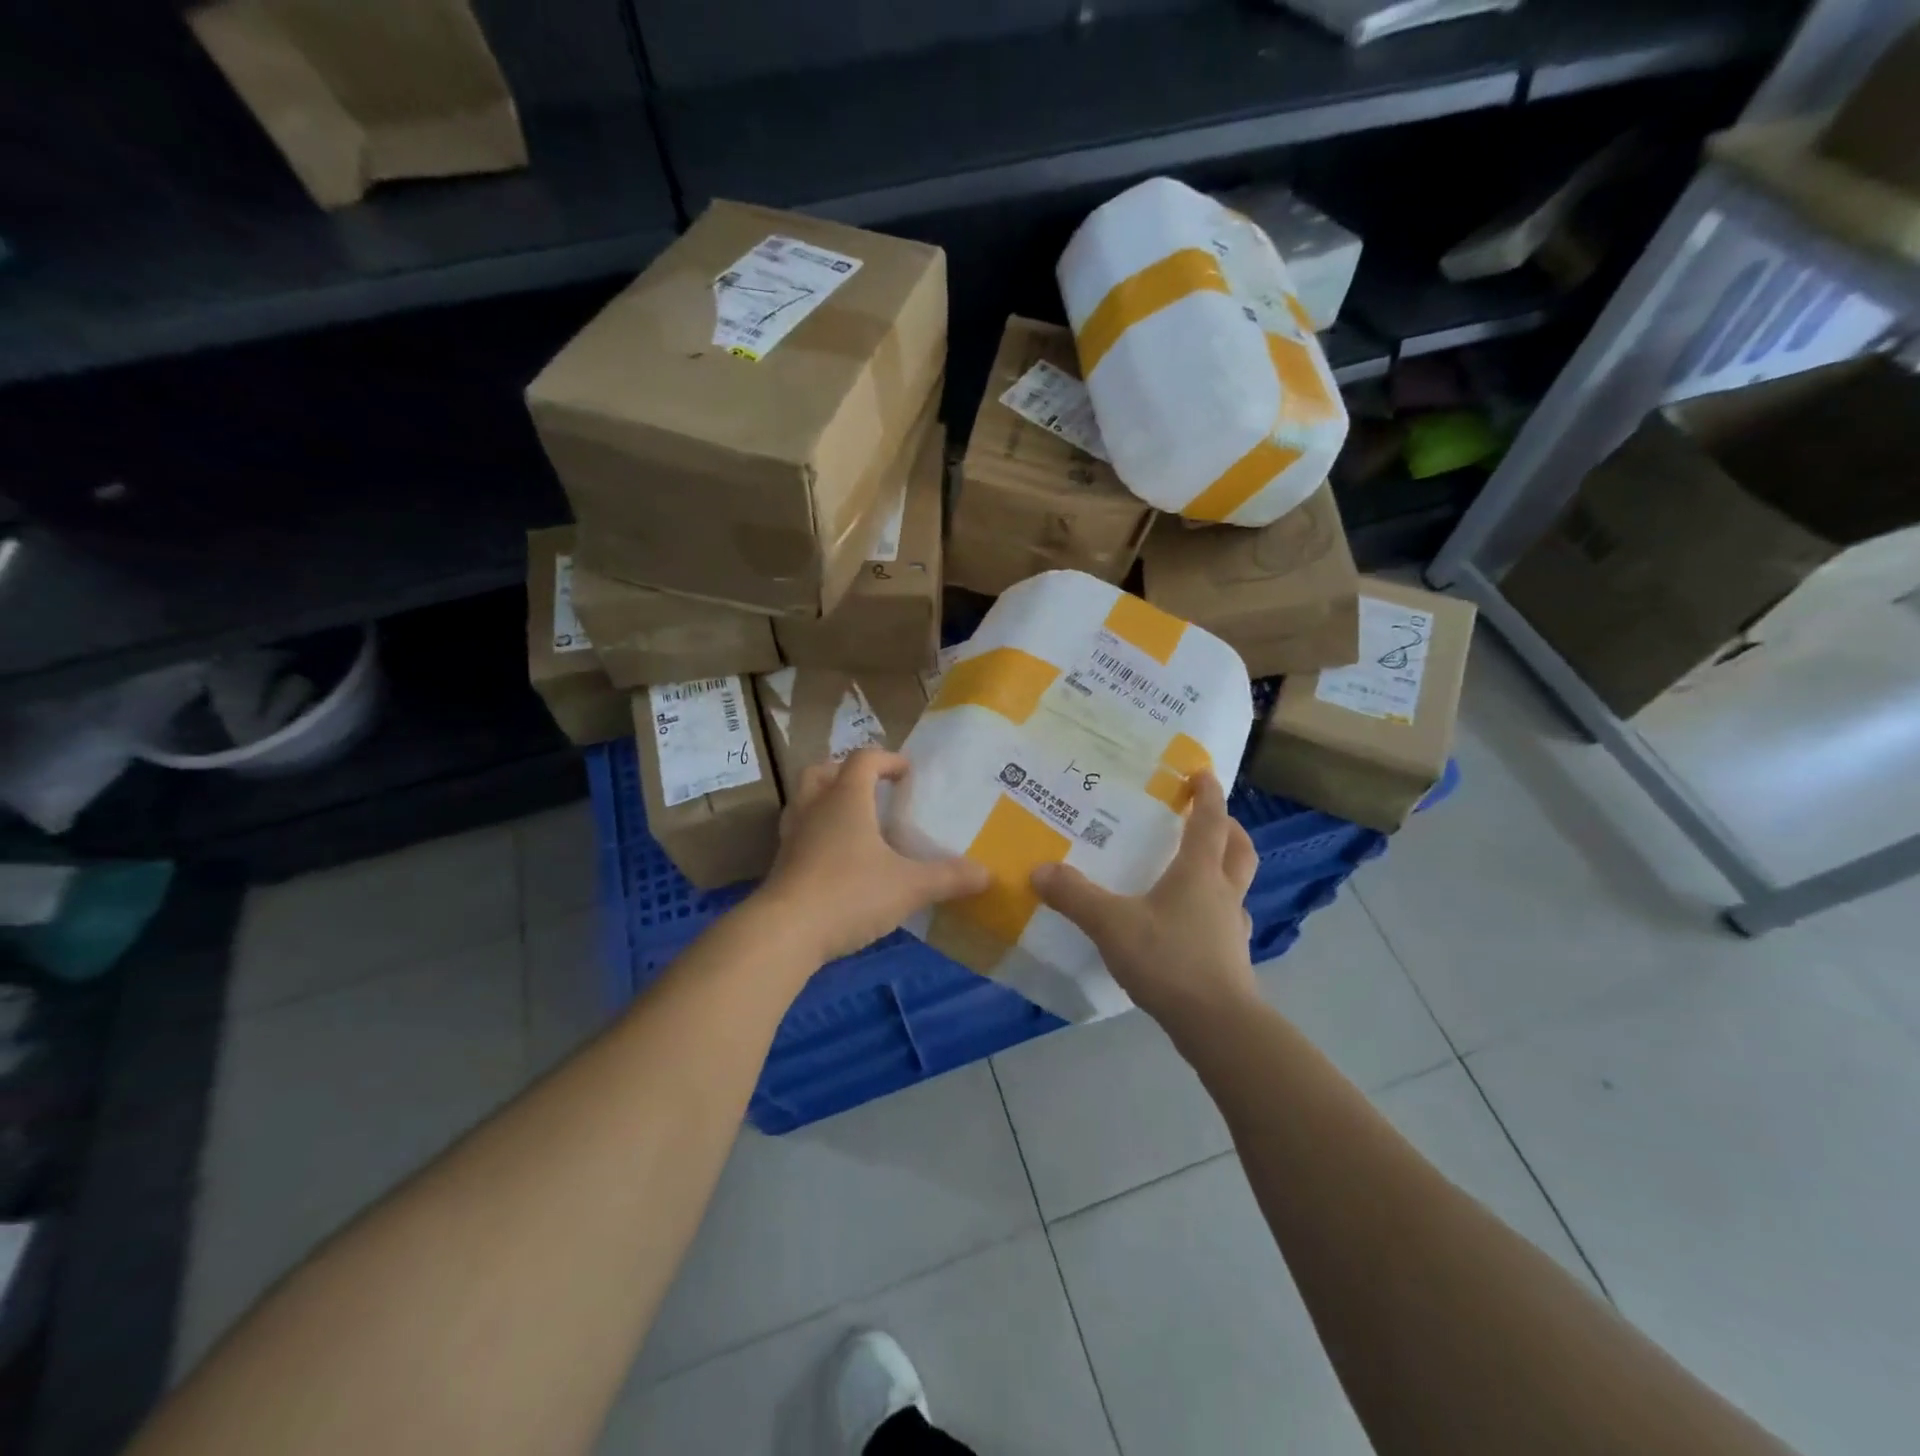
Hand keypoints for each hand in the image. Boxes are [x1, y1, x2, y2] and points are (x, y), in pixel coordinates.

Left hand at [755, 748, 989, 962]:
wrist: (785, 932)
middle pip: (822, 771)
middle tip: (871, 789)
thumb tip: (987, 874)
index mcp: (846, 798)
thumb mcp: (909, 887)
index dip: (887, 759)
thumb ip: (948, 877)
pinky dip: (817, 834)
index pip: (863, 759)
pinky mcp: (781, 864)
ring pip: (804, 801)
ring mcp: (792, 836)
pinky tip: (837, 860)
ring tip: (853, 822)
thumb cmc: (850, 893)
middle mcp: (814, 808)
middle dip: (846, 773)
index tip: (907, 773)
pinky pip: (799, 834)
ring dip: (826, 801)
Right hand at [1031, 772, 1258, 1029]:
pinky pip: (1227, 920)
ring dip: (1225, 868)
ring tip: (1199, 869)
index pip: (1210, 821)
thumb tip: (1040, 870)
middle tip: (1211, 817)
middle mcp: (1223, 893)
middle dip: (1229, 827)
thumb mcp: (1112, 924)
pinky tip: (1191, 924)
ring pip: (1237, 885)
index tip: (1203, 773)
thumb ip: (1075, 897)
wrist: (1217, 1024)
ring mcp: (1232, 928)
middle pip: (1238, 849)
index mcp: (1199, 872)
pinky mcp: (1232, 958)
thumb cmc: (1168, 960)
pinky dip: (1215, 910)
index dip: (1208, 794)